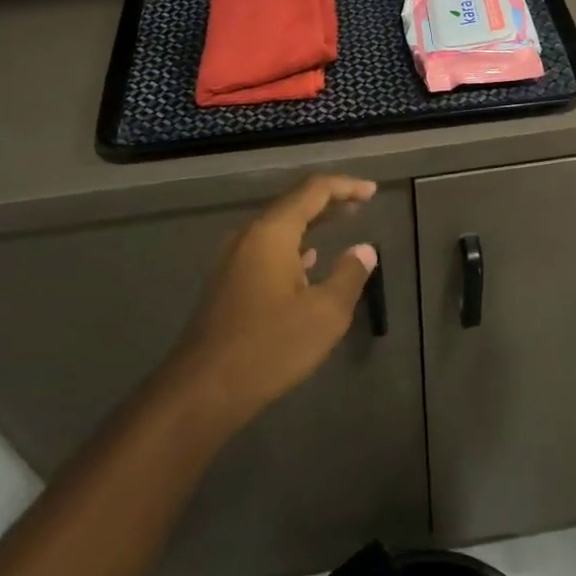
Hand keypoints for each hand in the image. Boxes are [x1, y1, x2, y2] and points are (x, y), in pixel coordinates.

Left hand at [167, 174, 378, 434]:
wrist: (203, 389)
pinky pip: (266, 249)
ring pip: (278, 228)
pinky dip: (293, 246)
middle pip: (292, 204)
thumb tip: (364, 250)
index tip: (372, 191)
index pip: (313, 191)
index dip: (345, 186)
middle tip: (360, 204)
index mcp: (271, 233)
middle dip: (328, 201)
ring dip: (311, 223)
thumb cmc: (269, 347)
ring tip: (341, 225)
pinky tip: (308, 262)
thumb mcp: (325, 314)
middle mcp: (247, 237)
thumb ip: (349, 275)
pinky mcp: (226, 283)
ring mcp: (232, 260)